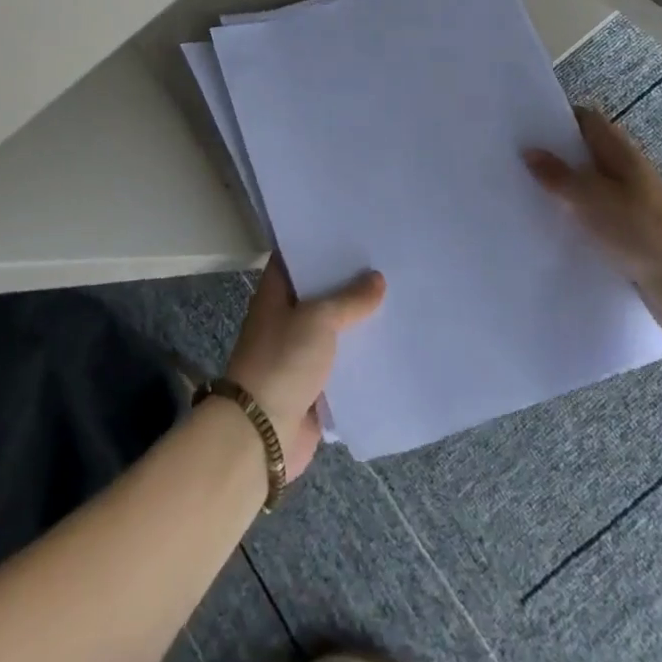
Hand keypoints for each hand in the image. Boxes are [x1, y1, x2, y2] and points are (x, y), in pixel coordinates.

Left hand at [223, 258, 385, 474]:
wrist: (264, 433)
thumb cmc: (283, 361)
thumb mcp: (318, 319)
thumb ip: (349, 299)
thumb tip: (377, 278)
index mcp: (275, 294)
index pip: (296, 257)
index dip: (320, 243)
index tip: (352, 229)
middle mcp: (286, 319)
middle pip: (320, 293)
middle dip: (349, 282)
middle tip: (386, 261)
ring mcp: (299, 353)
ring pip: (334, 329)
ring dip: (359, 321)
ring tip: (398, 297)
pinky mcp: (315, 386)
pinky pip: (343, 365)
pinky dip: (362, 358)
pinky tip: (391, 344)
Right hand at [525, 106, 661, 340]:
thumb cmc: (639, 229)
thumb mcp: (590, 198)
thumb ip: (557, 174)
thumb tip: (529, 151)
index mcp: (620, 152)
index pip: (587, 120)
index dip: (557, 118)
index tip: (525, 126)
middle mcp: (626, 172)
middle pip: (585, 153)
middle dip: (554, 156)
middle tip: (514, 161)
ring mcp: (630, 203)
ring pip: (589, 187)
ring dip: (563, 190)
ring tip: (523, 194)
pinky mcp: (630, 233)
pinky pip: (595, 216)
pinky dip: (575, 218)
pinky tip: (550, 228)